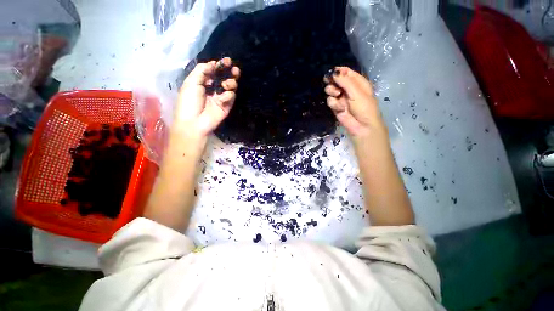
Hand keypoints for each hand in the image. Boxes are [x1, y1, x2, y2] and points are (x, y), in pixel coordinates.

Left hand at [173, 57, 239, 140]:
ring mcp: (220, 97)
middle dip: (230, 72)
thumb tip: (213, 63)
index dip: (220, 65)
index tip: (227, 61)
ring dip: (230, 82)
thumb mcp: (191, 82)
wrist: (194, 122)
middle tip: (235, 69)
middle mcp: (212, 88)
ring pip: (230, 86)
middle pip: (224, 78)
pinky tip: (222, 98)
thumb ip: (202, 70)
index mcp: (202, 82)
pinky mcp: (227, 106)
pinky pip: (231, 96)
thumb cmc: (189, 101)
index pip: (214, 71)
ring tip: (227, 84)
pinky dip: (228, 95)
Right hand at [324, 67, 386, 141]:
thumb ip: (344, 81)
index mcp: (358, 82)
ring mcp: (341, 98)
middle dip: (333, 82)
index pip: (346, 72)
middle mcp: (349, 89)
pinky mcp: (336, 107)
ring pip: (331, 90)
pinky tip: (339, 108)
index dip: (338, 71)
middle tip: (331, 83)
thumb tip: (333, 72)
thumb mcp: (357, 92)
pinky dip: (333, 104)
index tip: (330, 73)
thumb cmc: (364, 108)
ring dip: (332, 92)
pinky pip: (330, 101)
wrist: (361, 127)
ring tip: (337, 96)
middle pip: (336, 80)